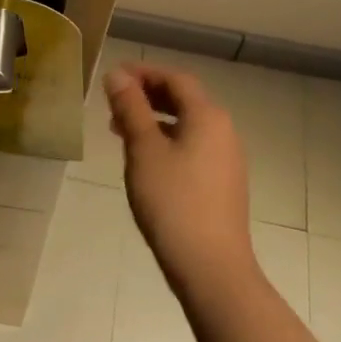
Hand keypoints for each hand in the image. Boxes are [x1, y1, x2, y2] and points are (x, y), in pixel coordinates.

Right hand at [105, 61, 257, 297]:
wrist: (212, 269)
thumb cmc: (173, 202)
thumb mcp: (144, 150)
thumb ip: (131, 108)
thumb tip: (117, 75)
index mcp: (207, 116)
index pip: (175, 79)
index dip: (144, 72)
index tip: (114, 76)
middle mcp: (223, 131)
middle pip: (184, 99)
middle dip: (148, 95)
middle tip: (114, 101)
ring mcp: (226, 159)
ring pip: (187, 124)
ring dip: (154, 119)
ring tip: (121, 130)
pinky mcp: (222, 183)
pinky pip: (192, 146)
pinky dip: (166, 140)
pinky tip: (145, 160)